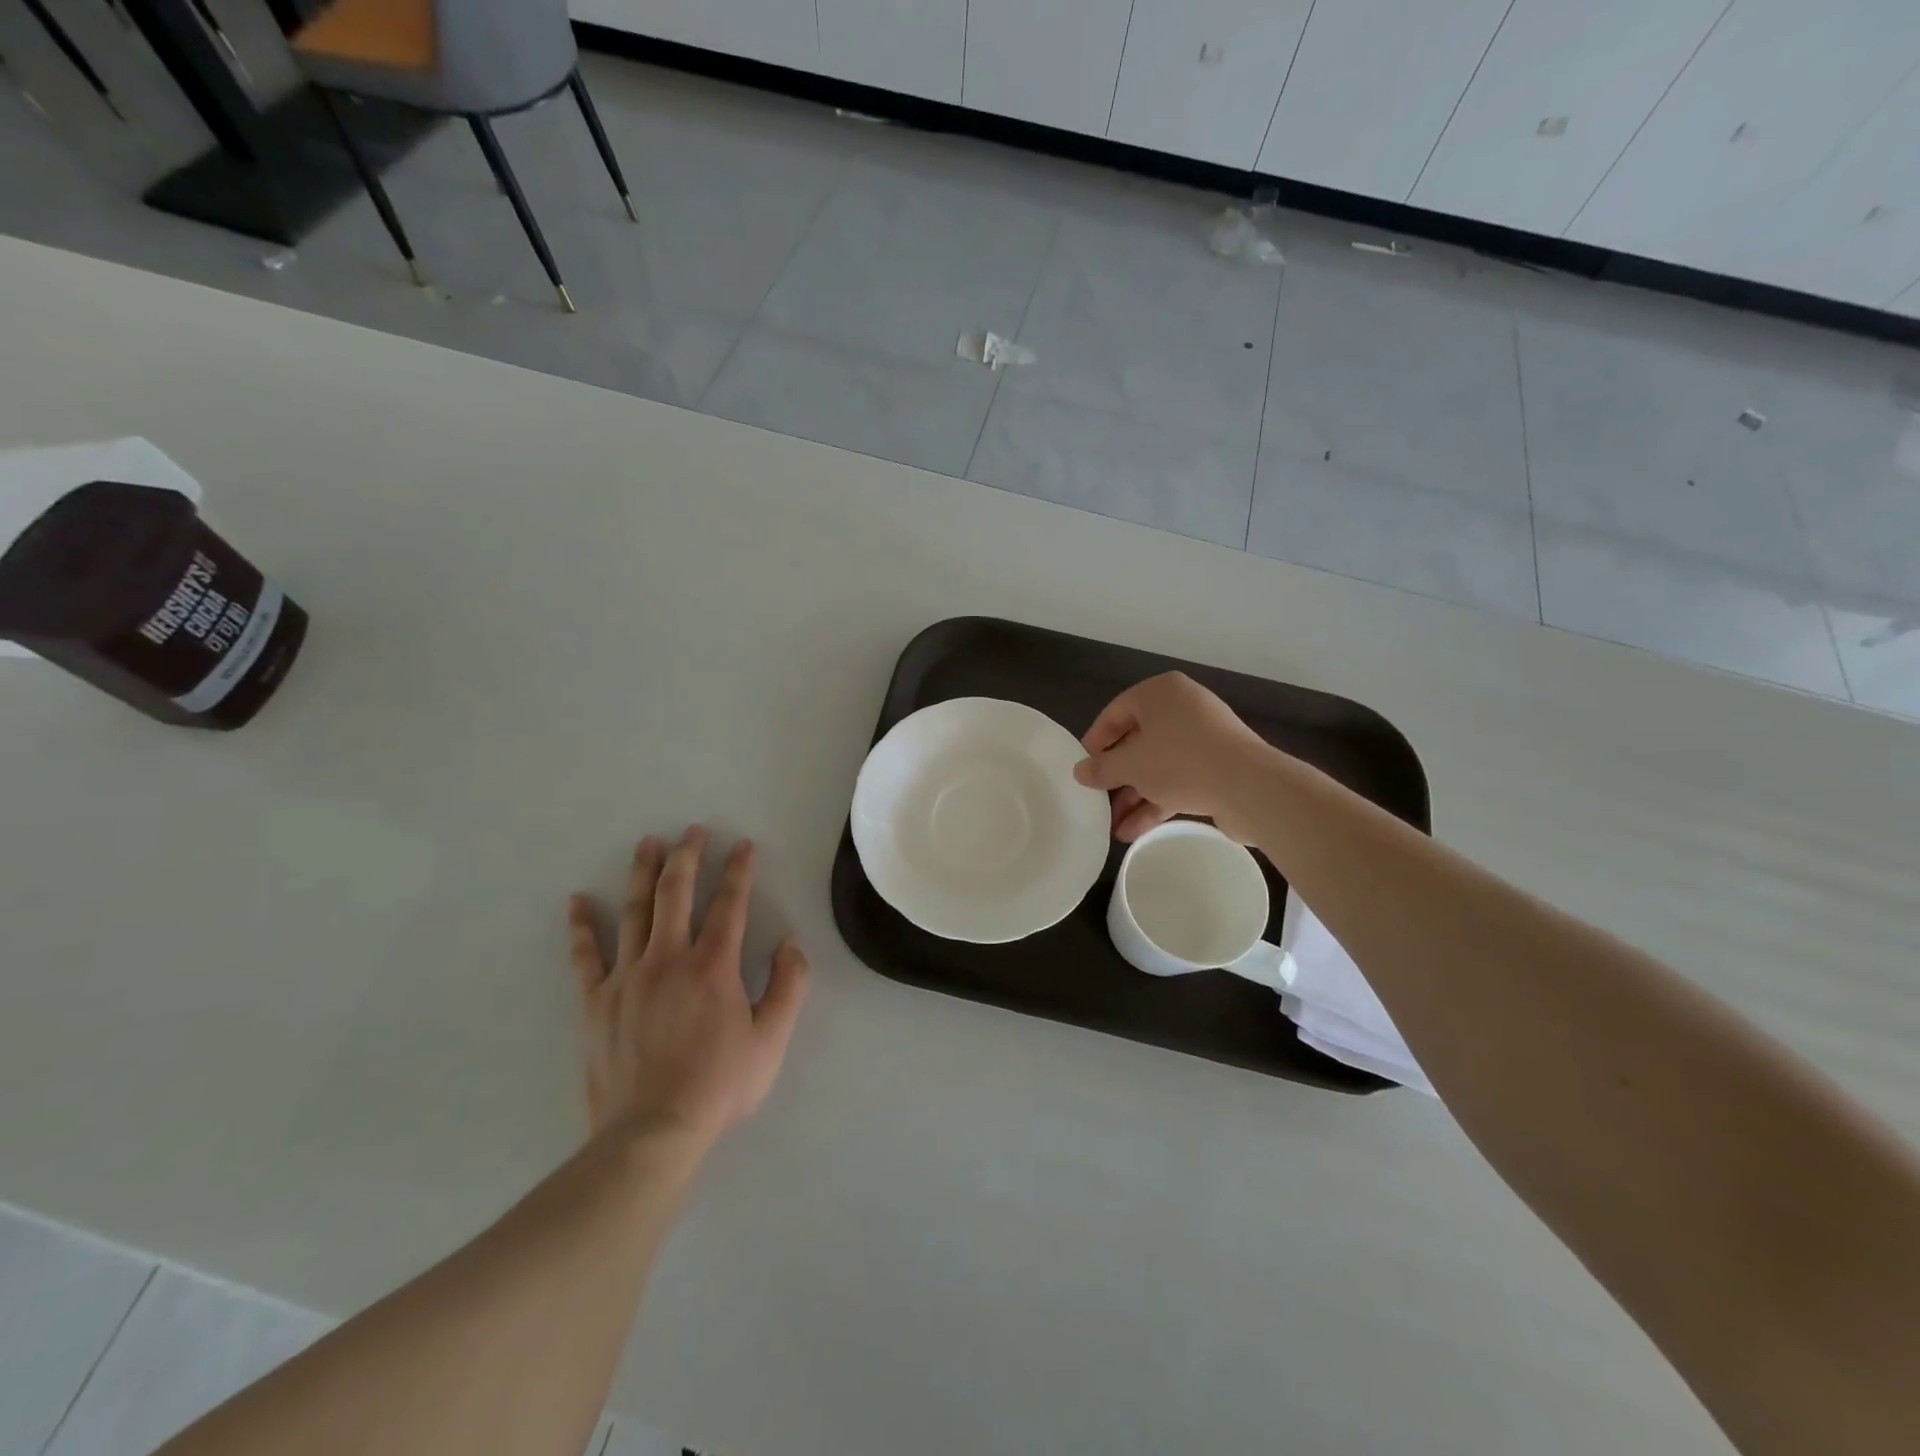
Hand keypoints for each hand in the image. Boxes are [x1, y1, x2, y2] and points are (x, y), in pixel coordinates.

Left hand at [566, 826, 808, 1146]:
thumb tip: (791, 943)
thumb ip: (788, 986)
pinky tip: (577, 901)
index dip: (739, 870)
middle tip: (693, 830)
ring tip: (647, 843)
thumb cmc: (718, 1086)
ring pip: (634, 912)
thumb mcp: (771, 1040)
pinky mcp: (595, 1001)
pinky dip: (581, 927)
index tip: (743, 845)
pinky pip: (586, 956)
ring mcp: (627, 977)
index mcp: (713, 966)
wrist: (651, 1134)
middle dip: (688, 856)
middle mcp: (668, 959)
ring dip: (642, 873)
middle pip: (676, 894)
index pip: (730, 904)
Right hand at [1073, 672, 1280, 841]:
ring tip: (1111, 825)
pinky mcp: (1217, 767)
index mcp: (1160, 693)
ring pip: (1157, 765)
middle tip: (1097, 798)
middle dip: (1116, 776)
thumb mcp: (1130, 765)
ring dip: (1133, 795)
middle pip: (1137, 741)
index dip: (1095, 741)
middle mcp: (1182, 709)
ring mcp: (1202, 739)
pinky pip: (1177, 780)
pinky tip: (1132, 831)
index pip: (1116, 711)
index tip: (1083, 768)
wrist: (1249, 787)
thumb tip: (1079, 771)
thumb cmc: (1180, 761)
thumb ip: (1101, 768)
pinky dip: (1155, 801)